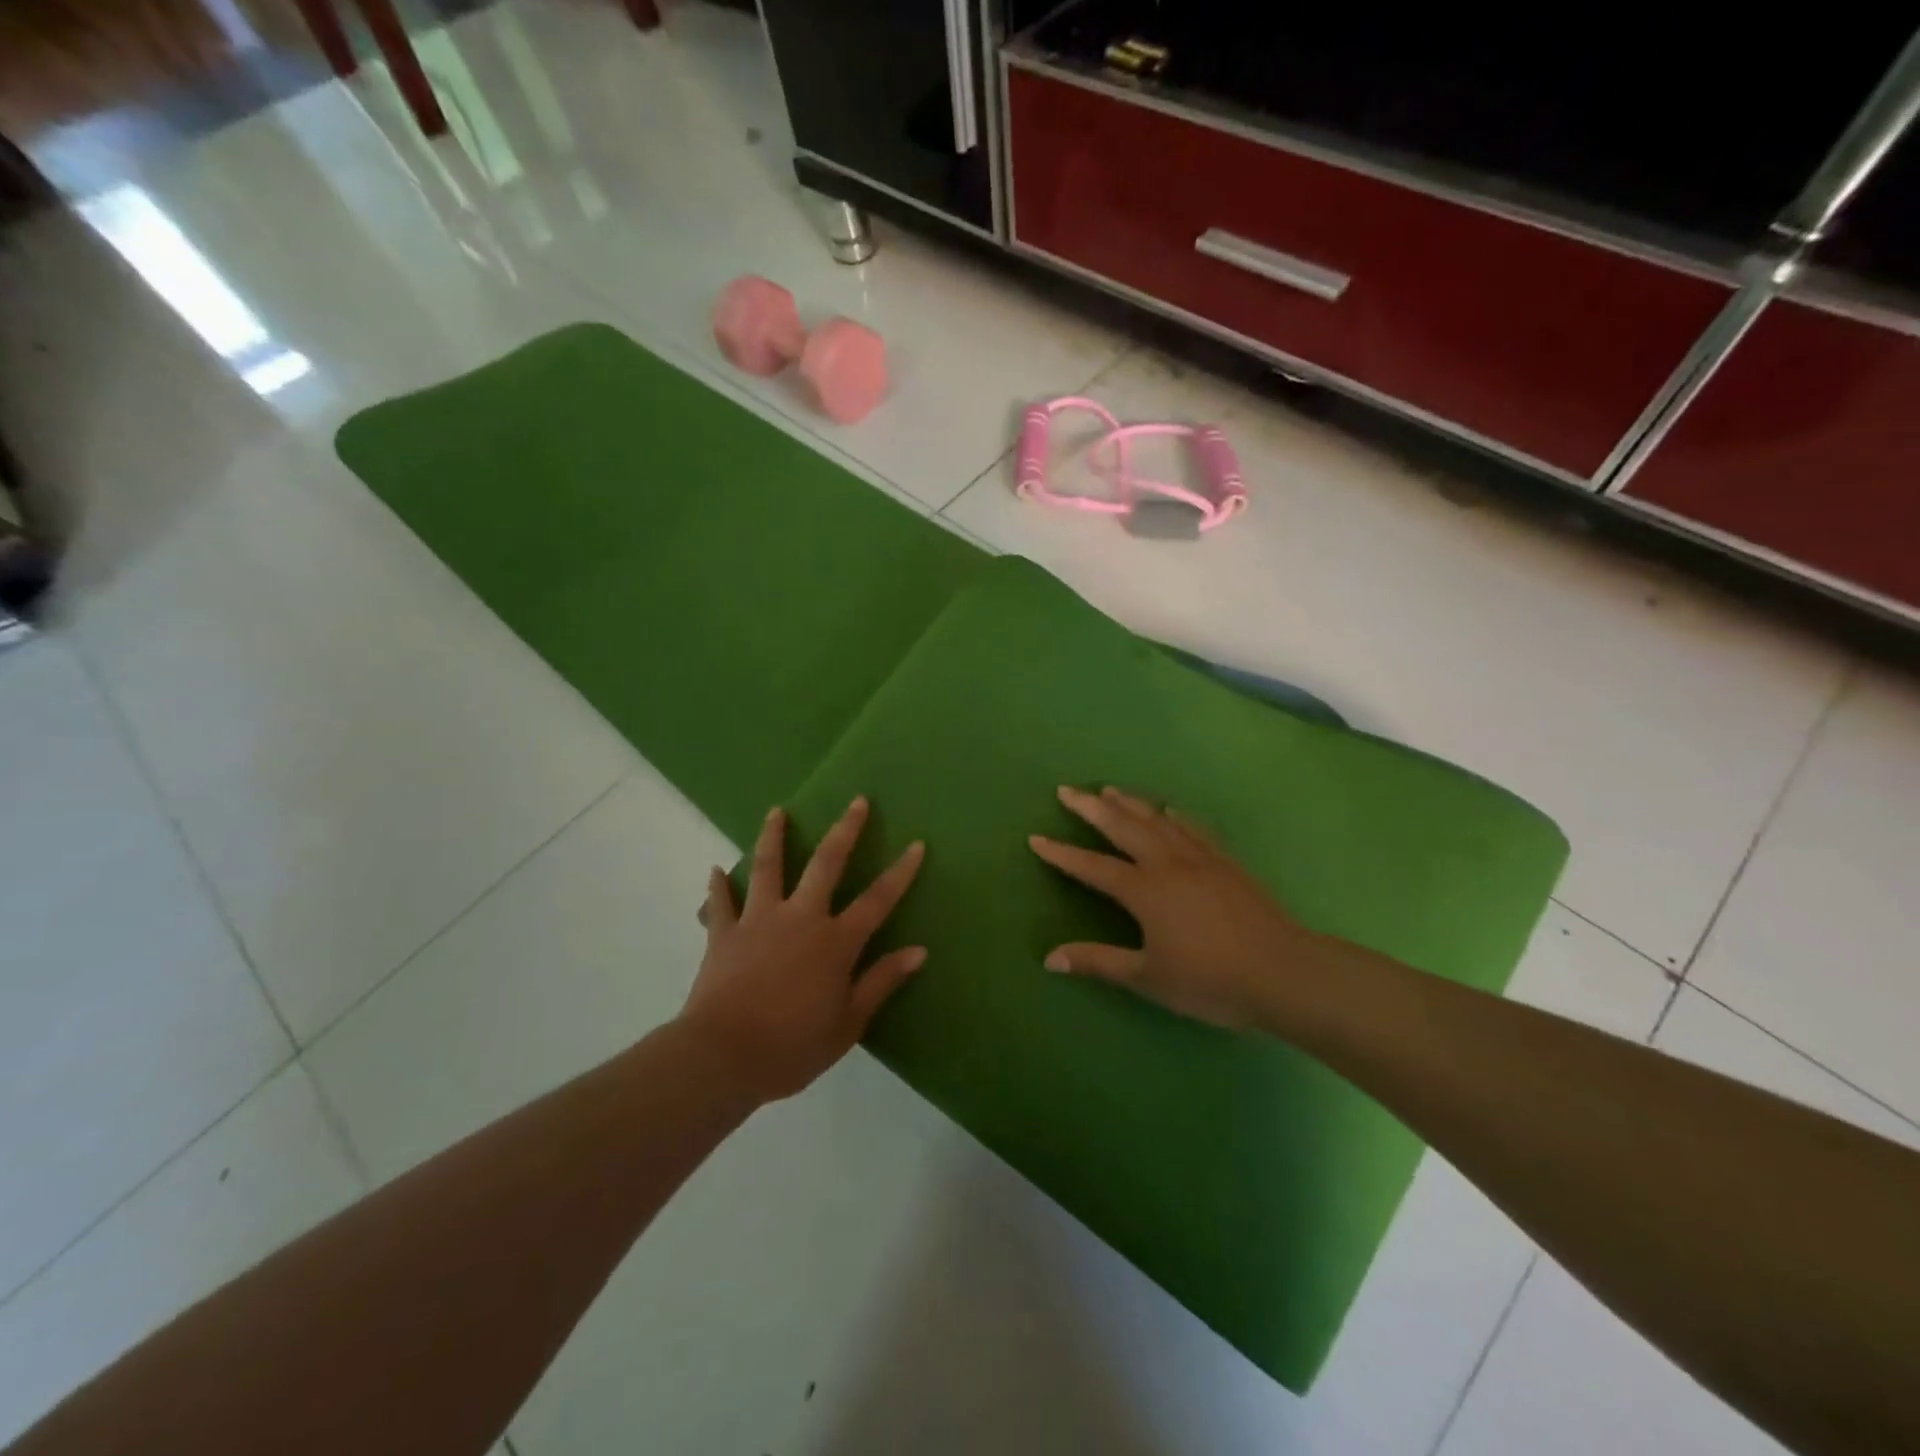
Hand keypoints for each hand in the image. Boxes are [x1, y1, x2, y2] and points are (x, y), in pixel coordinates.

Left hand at [680, 797, 925, 1102]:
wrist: (723, 1057)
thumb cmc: (792, 1046)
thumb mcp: (848, 1023)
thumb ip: (882, 981)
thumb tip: (919, 951)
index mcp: (835, 942)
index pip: (877, 900)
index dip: (900, 872)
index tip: (916, 844)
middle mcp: (800, 918)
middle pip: (826, 864)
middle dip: (845, 830)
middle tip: (857, 801)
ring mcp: (758, 920)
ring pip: (768, 867)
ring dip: (774, 837)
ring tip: (777, 812)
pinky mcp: (723, 933)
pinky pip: (720, 903)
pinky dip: (718, 885)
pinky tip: (716, 869)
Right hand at [1028, 785, 1312, 1029]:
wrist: (1283, 971)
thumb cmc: (1210, 980)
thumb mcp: (1148, 977)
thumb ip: (1099, 962)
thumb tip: (1049, 959)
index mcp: (1144, 891)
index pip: (1092, 867)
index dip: (1062, 854)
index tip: (1036, 839)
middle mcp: (1167, 864)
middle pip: (1122, 827)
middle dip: (1091, 808)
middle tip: (1066, 790)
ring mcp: (1199, 858)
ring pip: (1156, 820)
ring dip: (1129, 803)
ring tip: (1108, 789)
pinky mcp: (1226, 861)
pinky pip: (1194, 828)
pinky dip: (1175, 815)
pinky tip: (1168, 809)